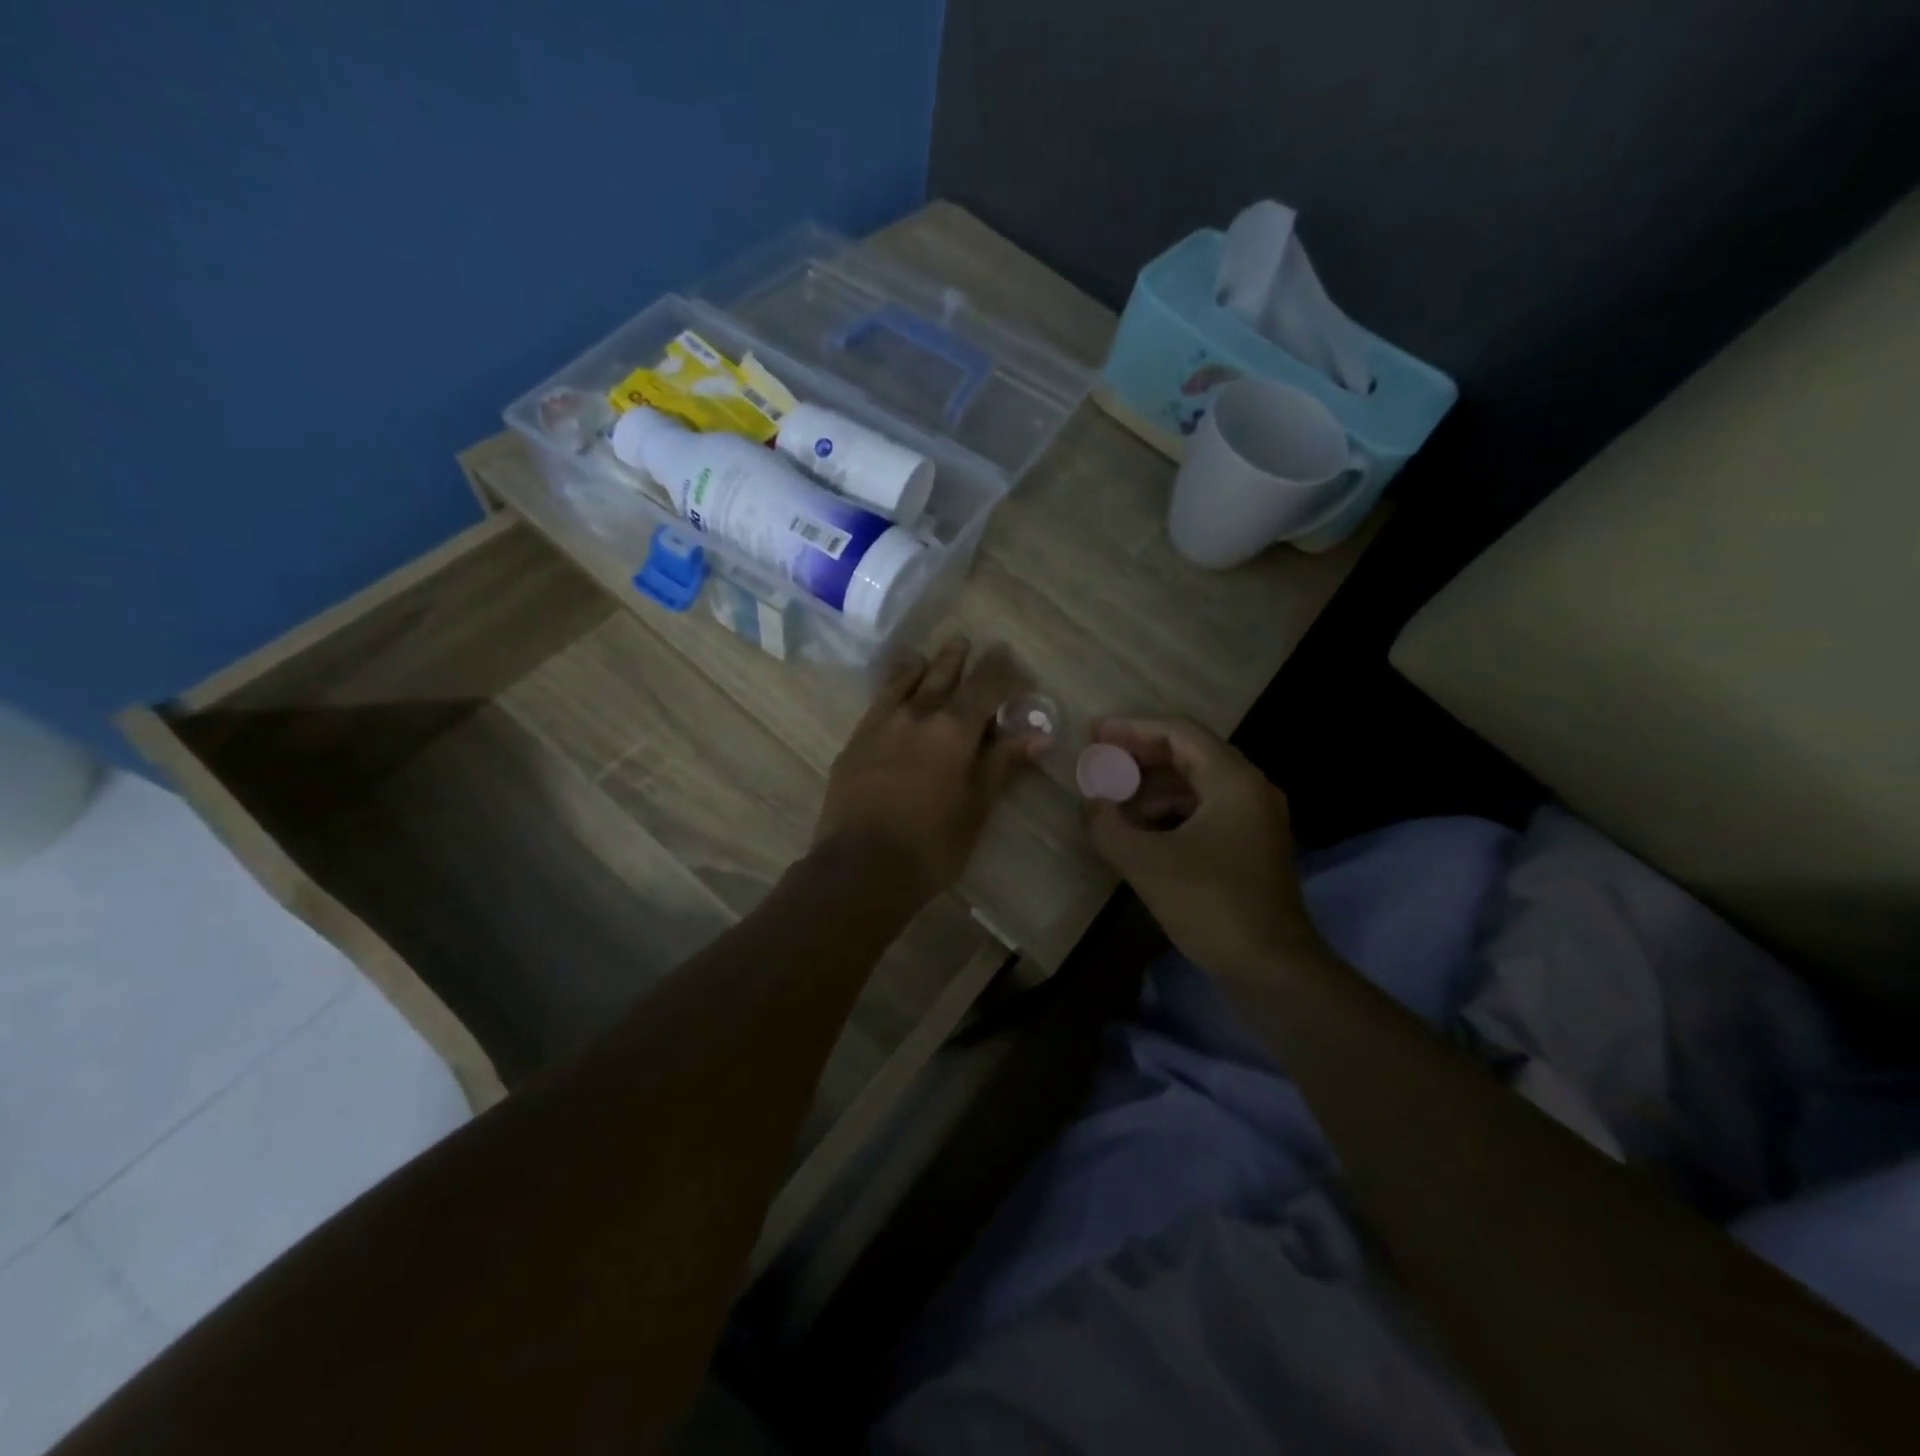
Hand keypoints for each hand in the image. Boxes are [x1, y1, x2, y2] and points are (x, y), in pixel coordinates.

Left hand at [815, 638, 1045, 897]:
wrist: (861, 866)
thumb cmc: (932, 844)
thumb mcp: (977, 806)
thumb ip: (1002, 763)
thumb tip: (1037, 735)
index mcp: (954, 728)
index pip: (985, 684)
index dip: (1002, 670)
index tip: (1012, 662)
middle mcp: (917, 714)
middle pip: (941, 673)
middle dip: (958, 658)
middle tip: (967, 643)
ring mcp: (881, 724)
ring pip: (904, 680)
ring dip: (921, 666)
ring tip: (927, 658)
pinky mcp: (855, 741)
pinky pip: (878, 701)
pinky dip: (892, 688)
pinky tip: (893, 692)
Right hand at [1084, 717, 1321, 976]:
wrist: (1271, 968)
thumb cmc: (1210, 904)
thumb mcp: (1147, 863)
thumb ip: (1109, 826)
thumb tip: (1090, 803)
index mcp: (1233, 780)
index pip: (1178, 732)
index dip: (1132, 729)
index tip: (1094, 734)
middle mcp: (1250, 788)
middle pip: (1189, 753)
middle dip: (1139, 756)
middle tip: (1099, 762)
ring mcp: (1254, 818)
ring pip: (1196, 784)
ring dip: (1152, 786)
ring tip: (1112, 799)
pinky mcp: (1250, 846)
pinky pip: (1204, 810)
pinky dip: (1169, 811)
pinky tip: (1140, 830)